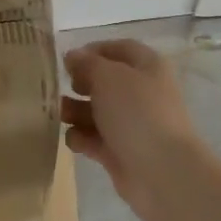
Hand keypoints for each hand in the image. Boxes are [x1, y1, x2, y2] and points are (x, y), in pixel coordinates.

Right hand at [62, 40, 205, 220]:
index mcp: (148, 67)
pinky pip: (95, 139)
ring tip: (59, 115)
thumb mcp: (108, 77)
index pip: (119, 49)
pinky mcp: (121, 152)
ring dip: (75, 112)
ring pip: (97, 112)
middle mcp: (142, 93)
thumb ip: (87, 63)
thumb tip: (73, 56)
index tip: (66, 61)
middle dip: (79, 84)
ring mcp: (132, 124)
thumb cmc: (137, 113)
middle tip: (59, 88)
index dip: (92, 51)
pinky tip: (75, 141)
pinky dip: (82, 138)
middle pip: (105, 82)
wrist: (161, 171)